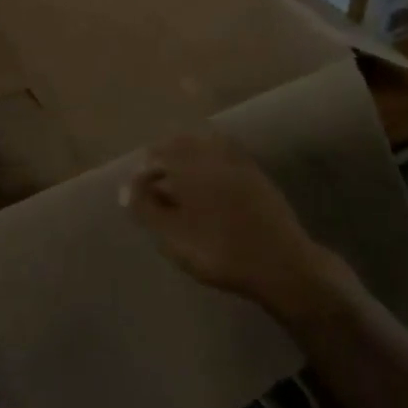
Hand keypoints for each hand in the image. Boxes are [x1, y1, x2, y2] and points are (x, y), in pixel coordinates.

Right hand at [124, 131, 333, 315]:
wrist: (281, 263)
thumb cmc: (219, 251)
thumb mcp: (173, 236)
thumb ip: (146, 209)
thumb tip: (126, 188)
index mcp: (189, 164)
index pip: (156, 155)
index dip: (142, 173)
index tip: (136, 194)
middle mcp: (212, 153)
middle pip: (180, 145)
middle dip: (164, 160)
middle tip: (155, 188)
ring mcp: (238, 161)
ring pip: (203, 147)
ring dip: (186, 159)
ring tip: (179, 187)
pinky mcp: (256, 173)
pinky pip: (226, 156)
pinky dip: (210, 163)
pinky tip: (209, 187)